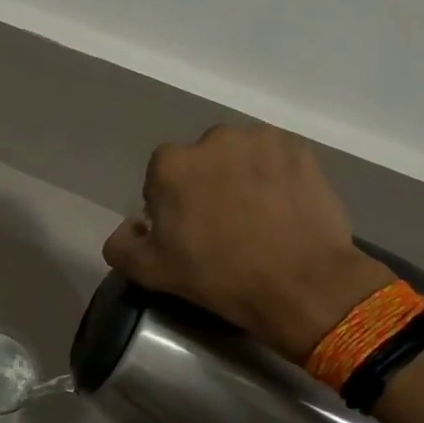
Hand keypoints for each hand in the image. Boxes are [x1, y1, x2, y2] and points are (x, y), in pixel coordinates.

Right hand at [102, 123, 393, 360]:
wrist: (303, 283)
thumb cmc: (219, 276)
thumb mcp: (151, 272)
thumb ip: (121, 245)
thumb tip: (131, 226)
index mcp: (170, 164)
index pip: (159, 178)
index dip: (170, 205)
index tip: (186, 232)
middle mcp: (212, 139)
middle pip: (200, 162)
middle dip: (205, 185)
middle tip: (223, 225)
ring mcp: (260, 140)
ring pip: (239, 157)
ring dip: (240, 177)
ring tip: (257, 216)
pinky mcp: (299, 149)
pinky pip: (275, 159)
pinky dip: (275, 177)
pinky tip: (283, 209)